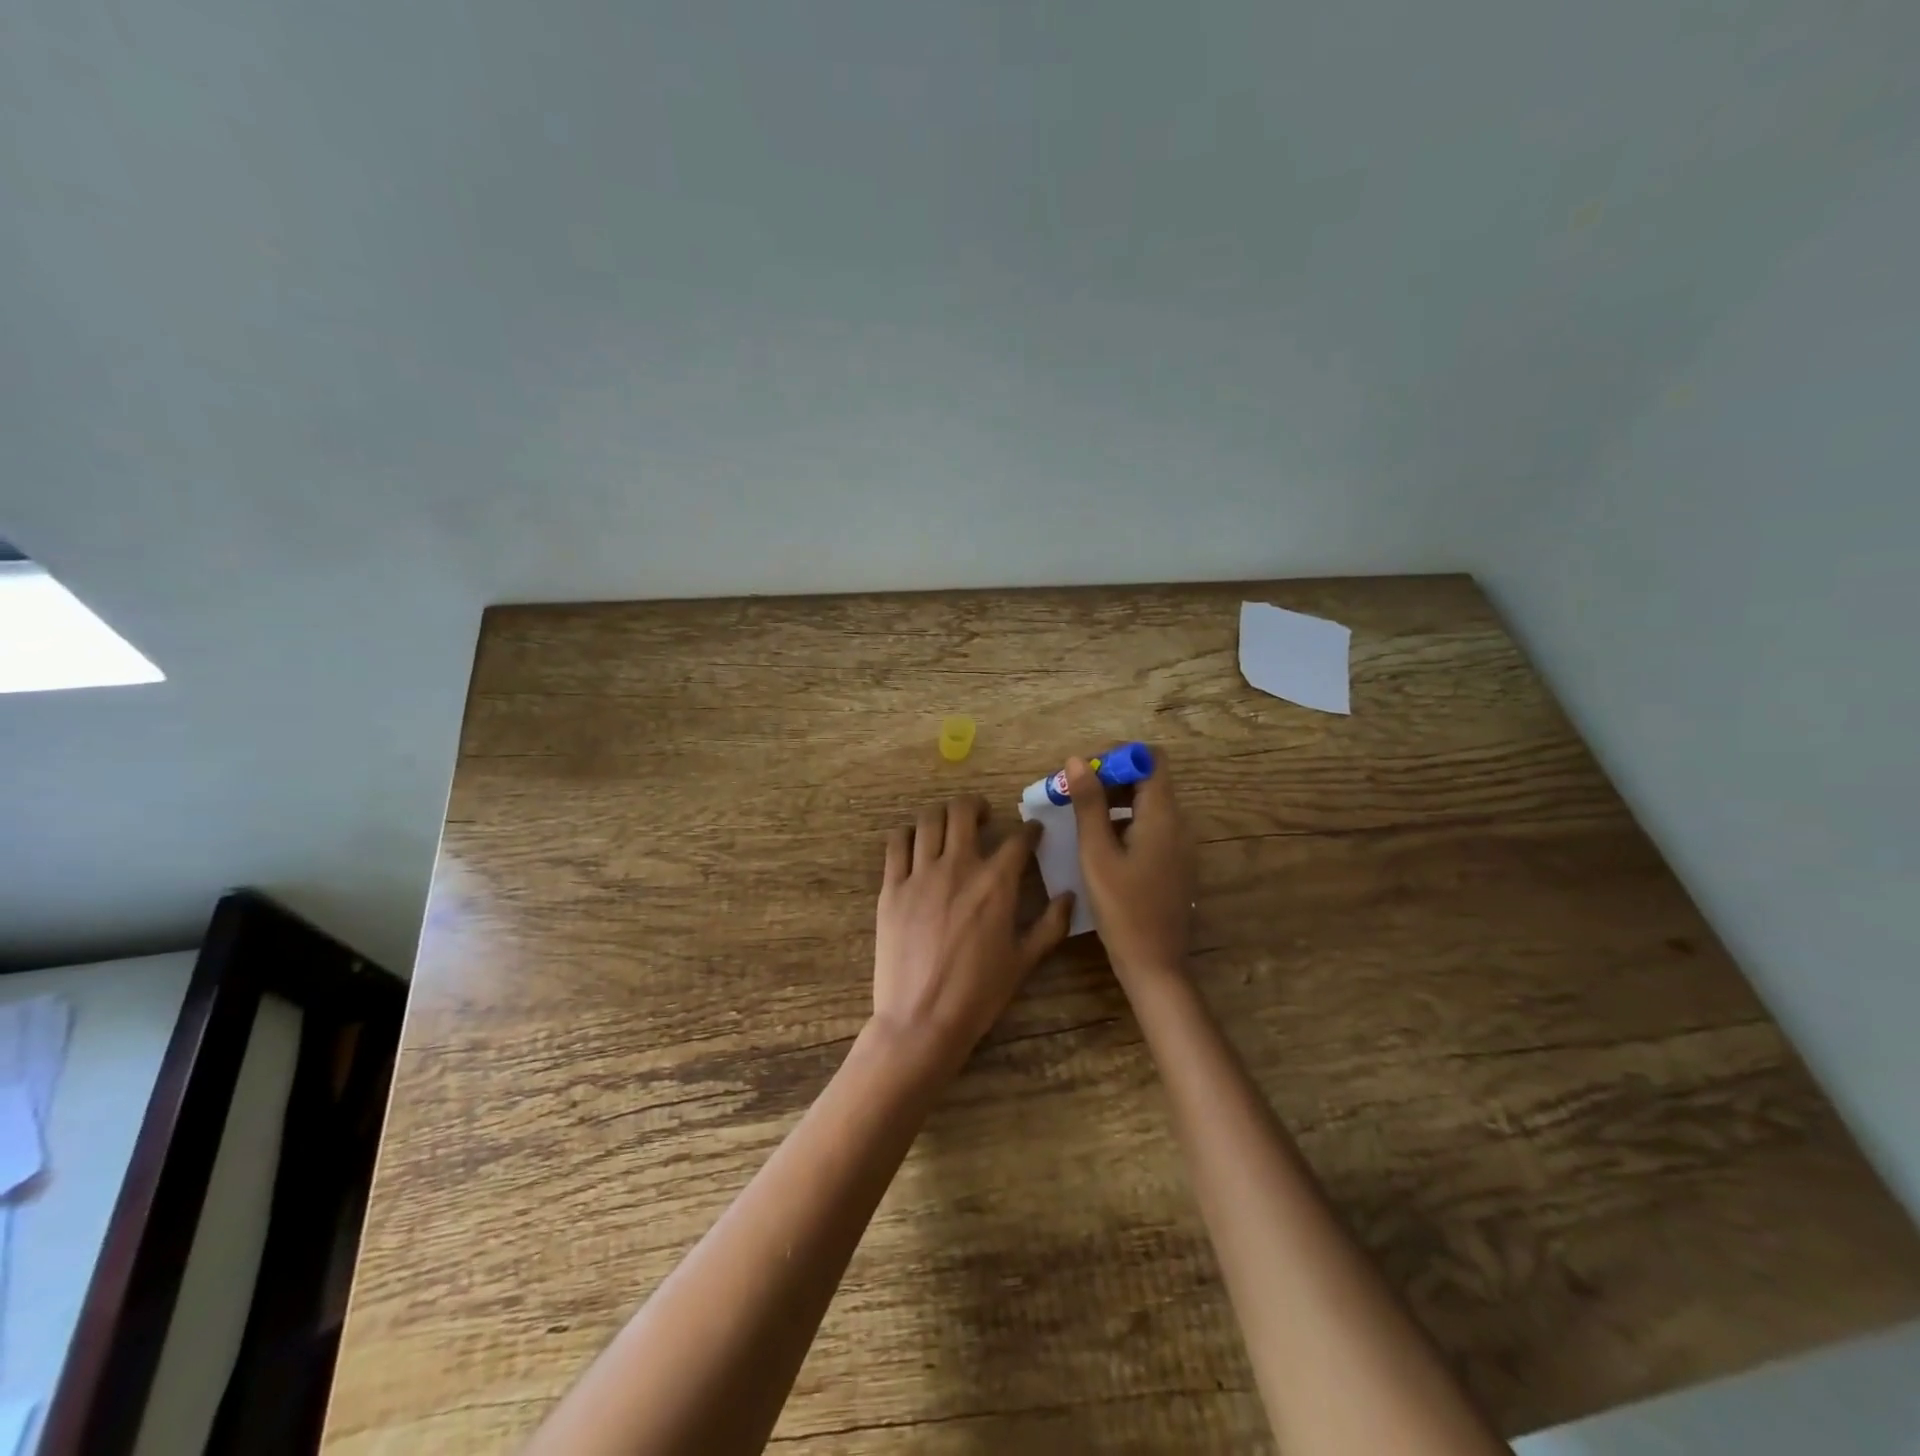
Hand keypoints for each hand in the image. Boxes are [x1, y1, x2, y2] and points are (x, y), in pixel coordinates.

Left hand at [872, 797, 1074, 1074]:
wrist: (922, 1019)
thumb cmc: (978, 994)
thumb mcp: (1024, 962)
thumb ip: (1050, 925)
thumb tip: (1069, 896)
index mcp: (996, 883)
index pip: (1018, 839)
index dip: (1030, 830)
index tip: (1033, 831)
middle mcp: (958, 867)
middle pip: (964, 811)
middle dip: (977, 806)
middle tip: (983, 817)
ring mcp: (920, 874)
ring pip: (929, 819)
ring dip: (943, 815)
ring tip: (949, 826)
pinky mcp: (891, 887)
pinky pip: (897, 843)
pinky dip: (909, 834)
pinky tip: (917, 843)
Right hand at [1067, 750, 1194, 984]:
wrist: (1154, 964)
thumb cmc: (1122, 908)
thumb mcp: (1097, 853)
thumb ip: (1089, 804)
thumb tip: (1077, 760)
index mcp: (1162, 815)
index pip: (1150, 758)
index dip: (1118, 756)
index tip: (1085, 771)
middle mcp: (1178, 823)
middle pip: (1148, 779)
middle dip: (1110, 778)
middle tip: (1072, 794)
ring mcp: (1179, 844)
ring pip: (1147, 803)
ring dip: (1114, 800)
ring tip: (1078, 816)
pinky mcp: (1173, 862)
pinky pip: (1150, 826)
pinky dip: (1124, 821)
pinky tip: (1098, 842)